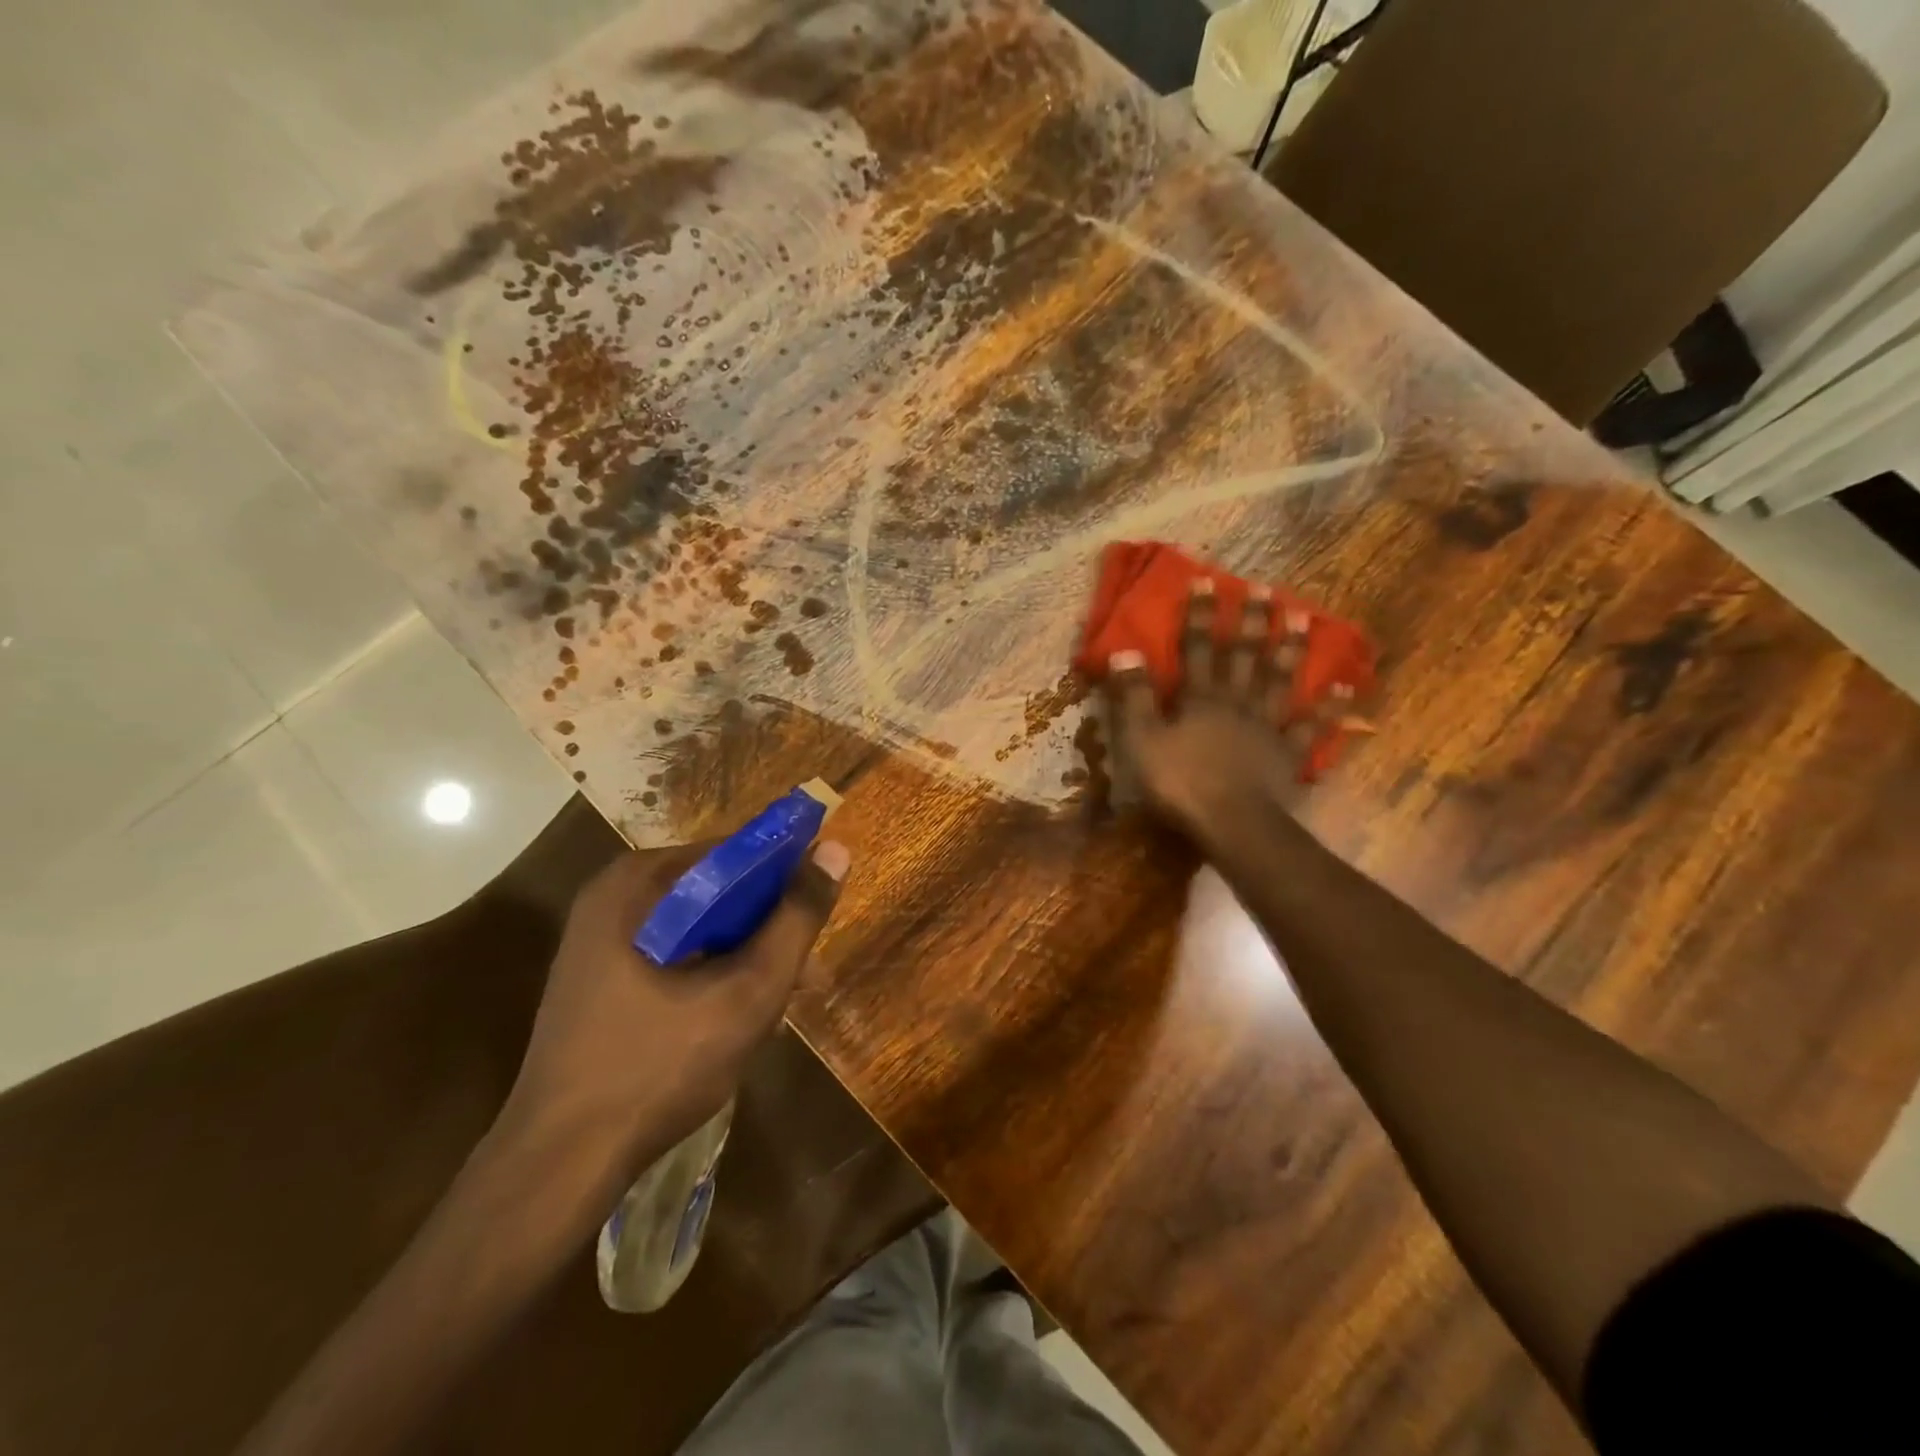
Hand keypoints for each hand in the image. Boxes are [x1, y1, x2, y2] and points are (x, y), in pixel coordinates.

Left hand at [504, 838, 851, 1164]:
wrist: (559, 1167)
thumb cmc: (658, 1067)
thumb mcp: (748, 990)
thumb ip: (797, 918)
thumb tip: (836, 850)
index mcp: (637, 882)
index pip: (734, 853)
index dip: (786, 879)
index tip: (817, 918)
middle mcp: (613, 897)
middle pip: (717, 892)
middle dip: (767, 930)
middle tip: (805, 976)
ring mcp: (600, 940)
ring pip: (699, 928)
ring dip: (744, 957)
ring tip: (779, 1007)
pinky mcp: (599, 979)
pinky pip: (673, 956)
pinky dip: (711, 975)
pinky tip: (735, 1019)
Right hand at [1103, 580, 1355, 849]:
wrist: (1232, 823)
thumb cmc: (1180, 782)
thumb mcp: (1140, 740)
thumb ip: (1134, 697)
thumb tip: (1124, 652)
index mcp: (1200, 697)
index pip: (1196, 647)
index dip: (1199, 615)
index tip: (1207, 581)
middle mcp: (1236, 701)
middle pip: (1244, 655)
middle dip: (1251, 621)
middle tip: (1264, 589)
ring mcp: (1267, 727)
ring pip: (1279, 680)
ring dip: (1291, 649)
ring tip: (1303, 618)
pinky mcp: (1287, 755)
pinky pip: (1310, 727)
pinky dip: (1329, 709)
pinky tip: (1346, 690)